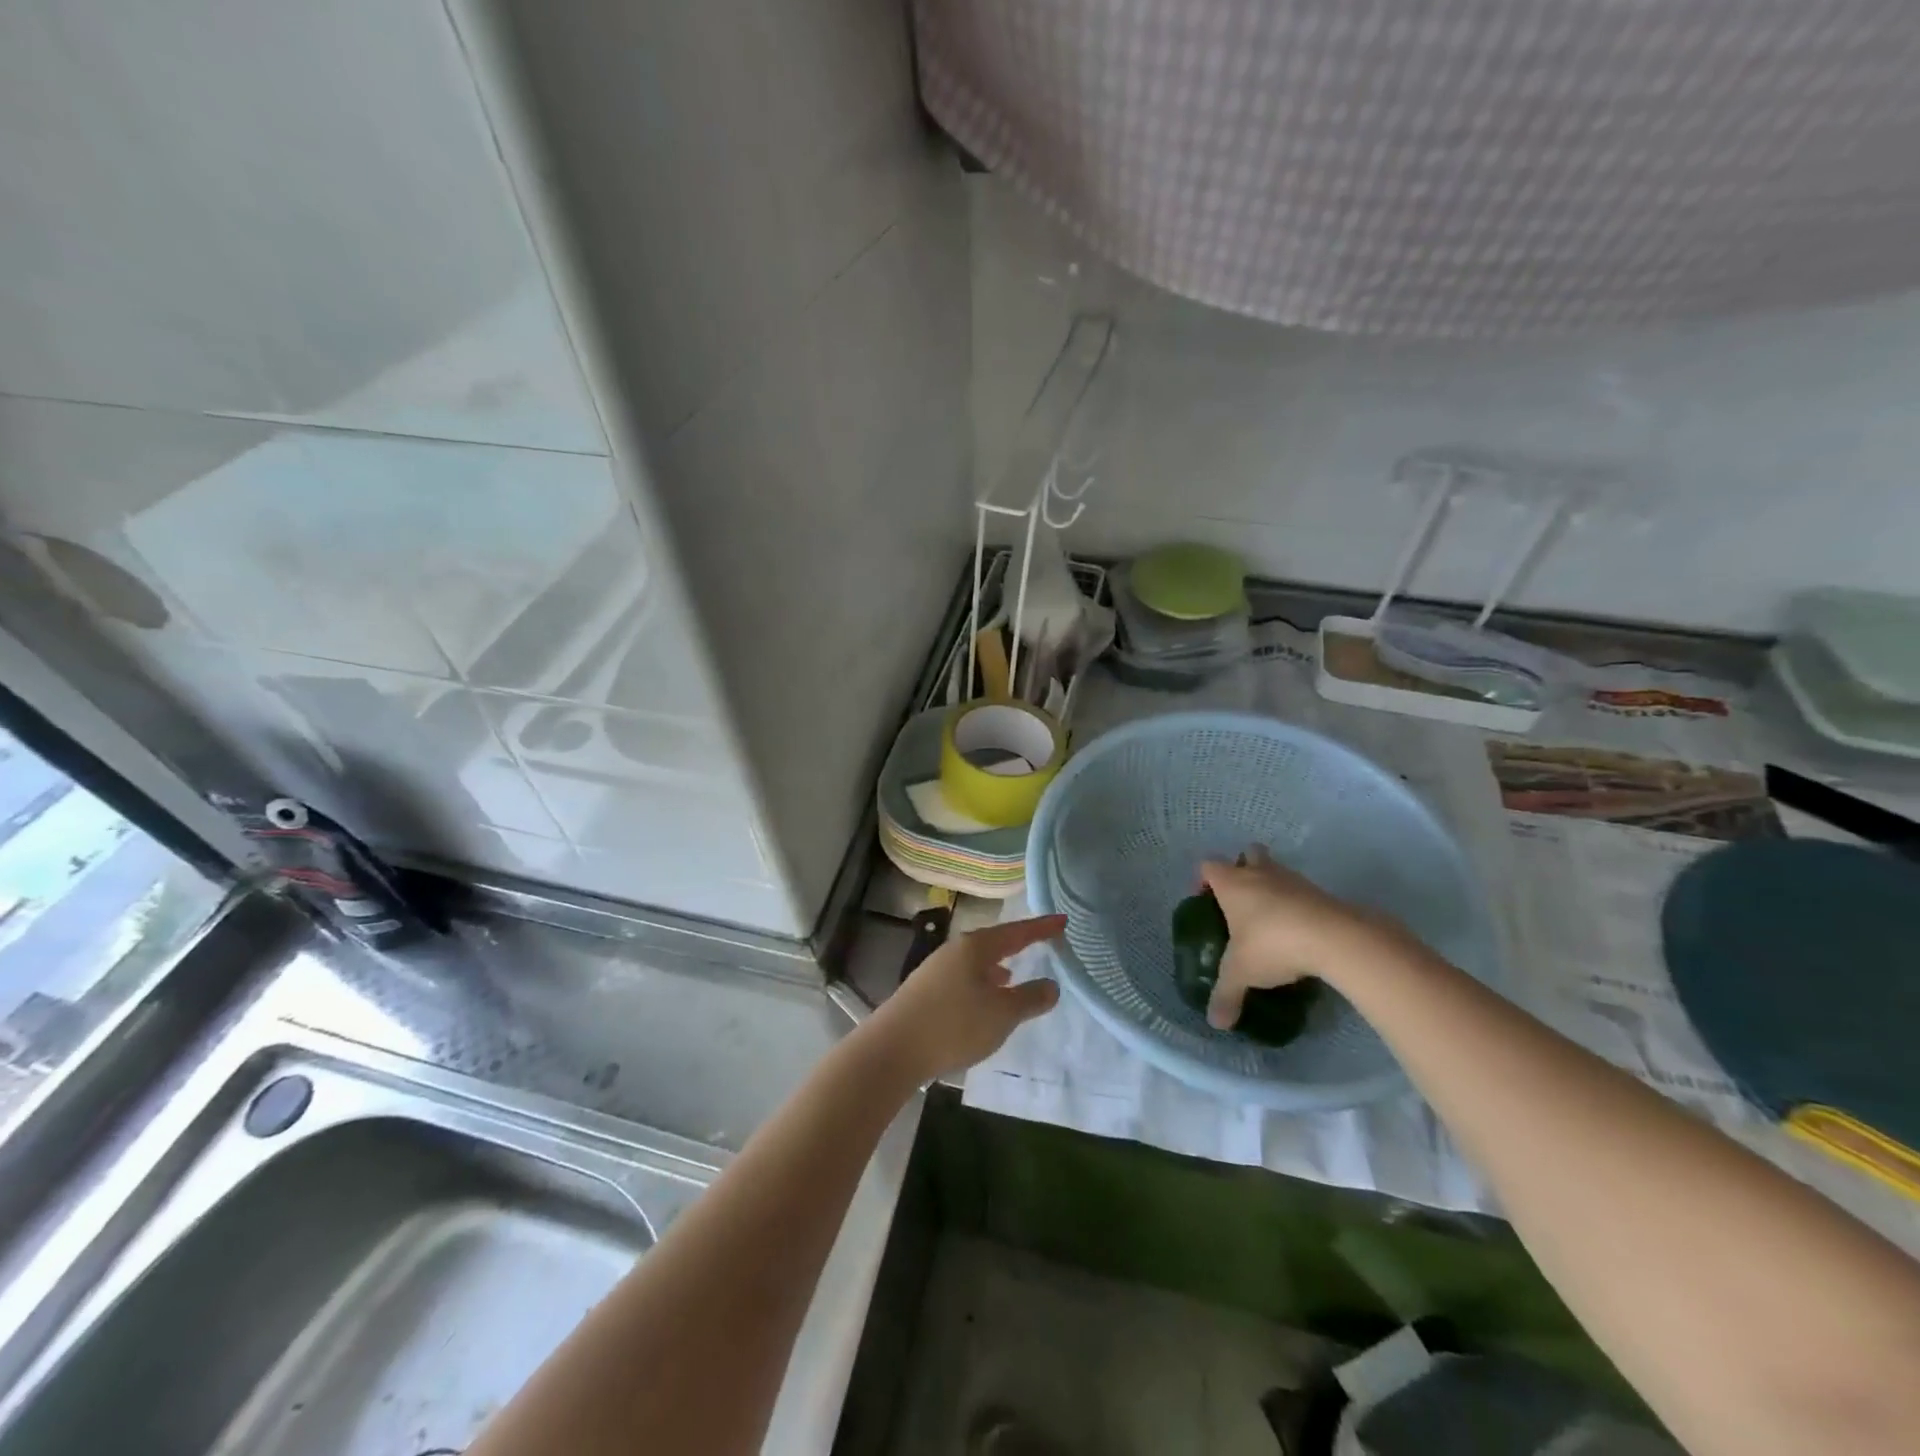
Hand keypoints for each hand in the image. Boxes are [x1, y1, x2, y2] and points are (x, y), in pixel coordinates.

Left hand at [862, 915, 1064, 1083]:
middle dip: (1017, 943)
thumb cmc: (954, 1025)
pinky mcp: (925, 990)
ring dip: (997, 964)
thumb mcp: (1002, 1014)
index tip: (1063, 920)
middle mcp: (955, 950)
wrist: (893, 1049)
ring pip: (976, 961)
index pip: (1017, 932)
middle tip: (1041, 941)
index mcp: (976, 947)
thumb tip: (1051, 985)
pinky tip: (983, 999)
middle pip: (994, 941)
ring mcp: (936, 969)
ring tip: (1013, 974)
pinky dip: (981, 981)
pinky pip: (964, 977)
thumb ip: (1030, 998)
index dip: (1041, 928)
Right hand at [1200, 847, 1392, 1029]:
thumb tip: (1215, 1023)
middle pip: (1248, 854)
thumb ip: (1226, 995)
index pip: (1208, 866)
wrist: (1334, 938)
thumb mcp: (1242, 973)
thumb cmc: (1272, 944)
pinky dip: (1298, 907)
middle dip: (1244, 869)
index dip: (1204, 879)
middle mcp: (1260, 874)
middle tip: (1242, 901)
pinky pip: (1302, 893)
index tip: (1206, 900)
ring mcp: (1293, 880)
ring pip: (1278, 871)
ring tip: (1271, 922)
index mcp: (1232, 883)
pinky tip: (1298, 934)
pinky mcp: (1322, 893)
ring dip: (1273, 888)